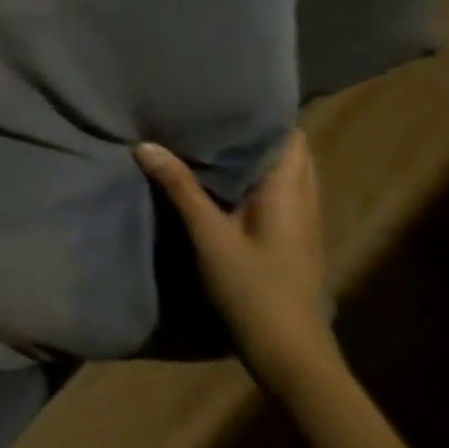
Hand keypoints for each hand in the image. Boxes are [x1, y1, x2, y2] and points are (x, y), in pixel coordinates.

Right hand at [136, 132, 410, 447]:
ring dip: (251, 154)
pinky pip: (273, 192)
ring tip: (205, 134)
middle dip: (252, 129)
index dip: (262, 112)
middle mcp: (303, 201)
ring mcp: (300, 223)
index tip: (226, 91)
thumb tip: (146, 144)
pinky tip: (216, 178)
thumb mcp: (209, 237)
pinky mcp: (289, 240)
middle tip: (206, 108)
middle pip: (287, 151)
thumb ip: (180, 188)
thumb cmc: (254, 290)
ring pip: (281, 173)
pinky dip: (249, 176)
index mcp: (290, 193)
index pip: (288, 136)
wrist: (291, 356)